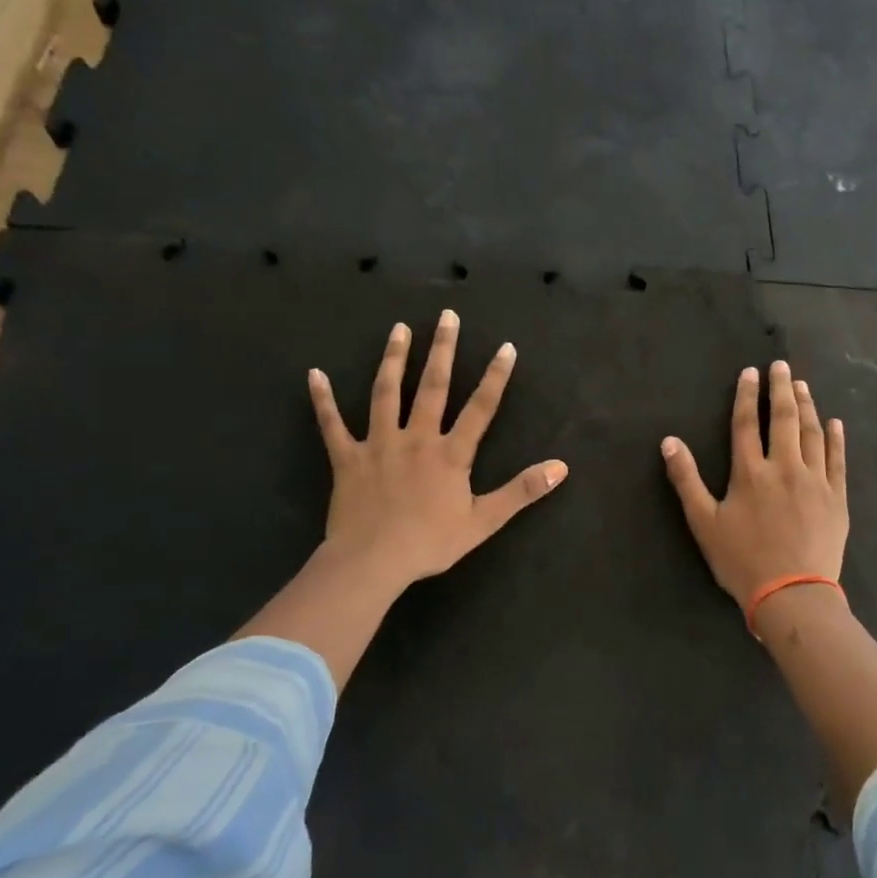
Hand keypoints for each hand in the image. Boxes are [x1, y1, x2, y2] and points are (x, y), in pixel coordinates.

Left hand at [309, 310, 567, 595]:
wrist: (372, 562)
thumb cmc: (430, 542)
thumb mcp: (485, 521)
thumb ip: (522, 491)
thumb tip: (561, 467)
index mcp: (450, 453)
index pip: (480, 407)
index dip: (495, 376)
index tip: (506, 347)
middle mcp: (416, 437)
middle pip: (432, 386)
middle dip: (442, 349)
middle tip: (446, 316)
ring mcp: (378, 444)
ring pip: (385, 393)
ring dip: (393, 359)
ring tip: (399, 329)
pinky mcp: (347, 458)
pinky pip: (332, 425)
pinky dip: (323, 400)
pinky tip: (314, 374)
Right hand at [661, 361, 848, 618]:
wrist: (792, 594)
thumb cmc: (742, 560)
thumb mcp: (703, 522)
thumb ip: (686, 479)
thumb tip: (669, 441)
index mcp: (750, 472)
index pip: (746, 423)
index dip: (747, 395)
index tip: (751, 372)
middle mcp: (785, 467)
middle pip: (784, 419)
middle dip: (781, 389)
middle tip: (782, 366)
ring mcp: (815, 481)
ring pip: (812, 433)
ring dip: (807, 406)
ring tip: (803, 386)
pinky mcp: (837, 498)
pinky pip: (838, 460)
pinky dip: (836, 439)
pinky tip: (835, 423)